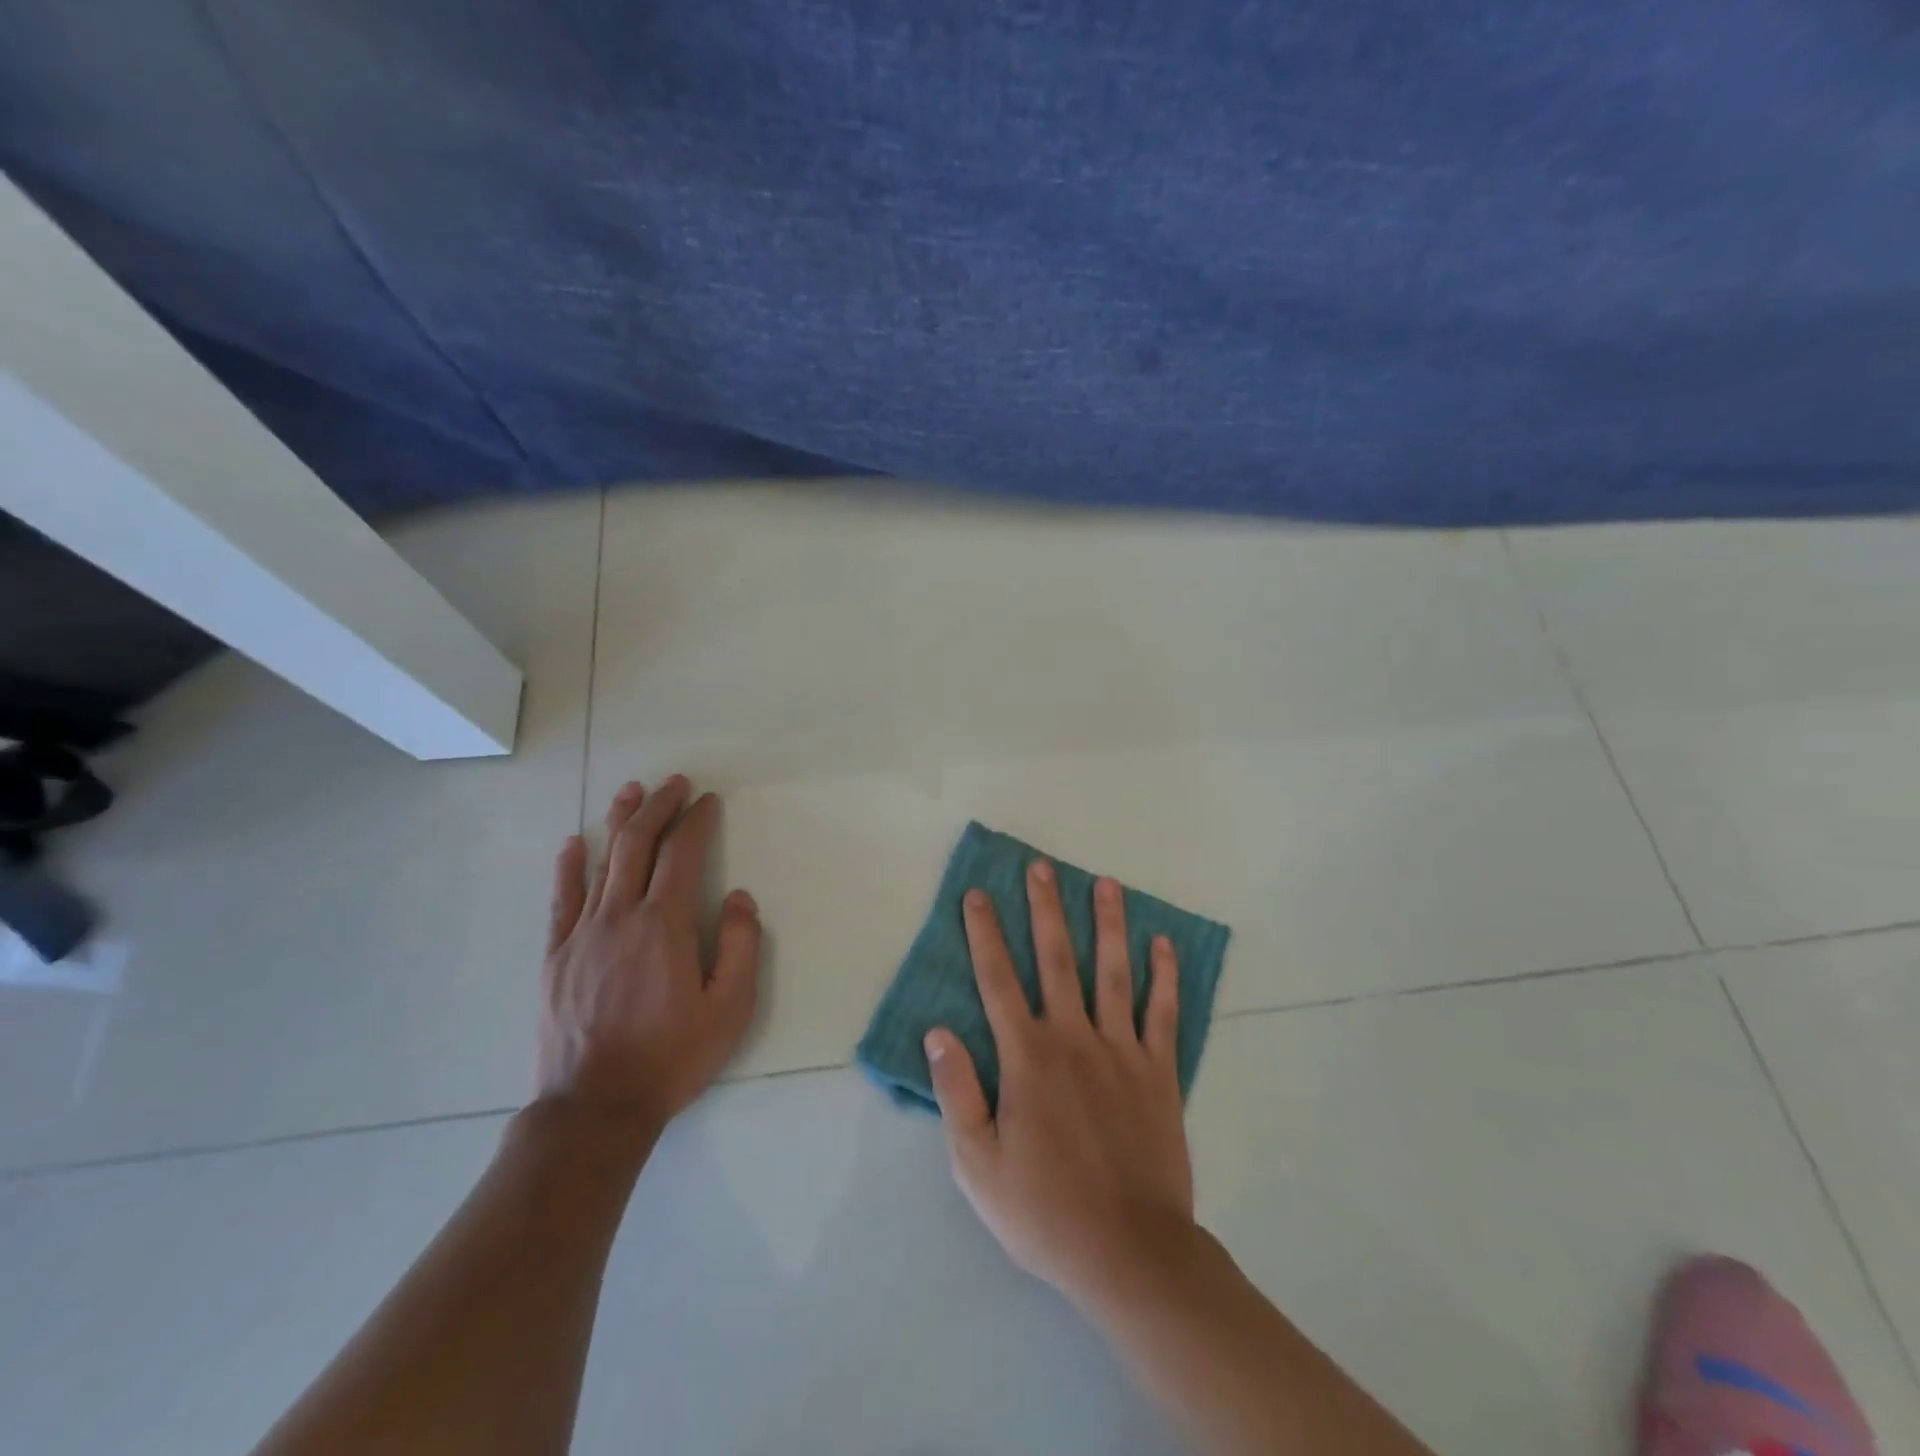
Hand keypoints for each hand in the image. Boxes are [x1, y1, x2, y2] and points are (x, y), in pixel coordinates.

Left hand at [536, 776, 761, 1132]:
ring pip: (601, 863)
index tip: (707, 801)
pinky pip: (561, 901)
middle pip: (637, 845)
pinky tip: (573, 844)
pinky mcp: (555, 957)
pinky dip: (568, 868)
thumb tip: (737, 897)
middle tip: (674, 783)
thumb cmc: (671, 1057)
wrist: (595, 1109)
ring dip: (618, 823)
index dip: (696, 821)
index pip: (681, 854)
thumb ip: (740, 946)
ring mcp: (581, 934)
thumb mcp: (730, 1008)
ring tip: (631, 791)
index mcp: (663, 924)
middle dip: (658, 807)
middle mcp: (619, 916)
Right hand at [926, 859, 1195, 1308]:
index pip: (998, 981)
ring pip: (1113, 972)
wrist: (1129, 1252)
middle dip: (1046, 909)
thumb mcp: (977, 1164)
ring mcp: (1121, 1051)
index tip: (978, 895)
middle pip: (1057, 959)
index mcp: (1027, 1057)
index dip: (985, 934)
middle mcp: (1073, 1038)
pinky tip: (1163, 944)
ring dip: (1109, 924)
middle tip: (1042, 867)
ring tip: (1107, 883)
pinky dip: (1164, 977)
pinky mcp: (1159, 1072)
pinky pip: (1163, 1014)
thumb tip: (939, 1032)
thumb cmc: (1043, 1210)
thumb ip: (958, 1092)